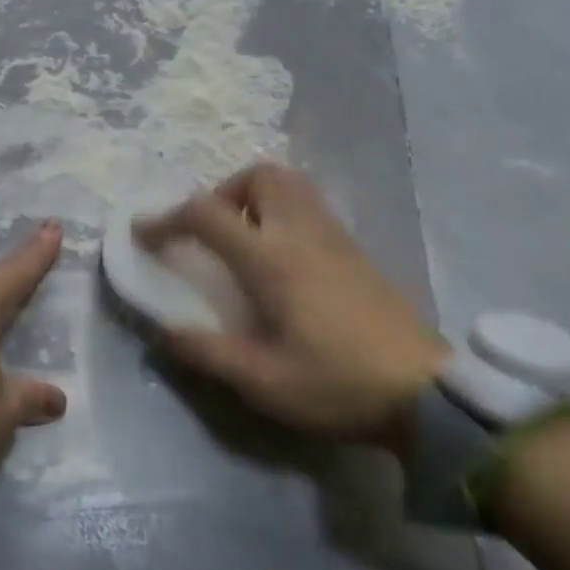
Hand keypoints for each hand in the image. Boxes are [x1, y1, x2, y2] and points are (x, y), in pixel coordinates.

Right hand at [134, 162, 450, 446]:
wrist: (425, 394)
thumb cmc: (337, 385)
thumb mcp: (262, 381)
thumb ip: (207, 351)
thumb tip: (165, 330)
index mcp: (273, 261)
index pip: (207, 215)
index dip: (166, 219)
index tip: (143, 233)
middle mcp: (303, 234)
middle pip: (259, 175)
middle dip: (223, 192)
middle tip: (211, 234)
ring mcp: (336, 237)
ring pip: (291, 184)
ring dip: (255, 198)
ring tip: (243, 243)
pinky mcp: (357, 250)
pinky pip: (311, 206)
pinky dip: (283, 212)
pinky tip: (282, 262)